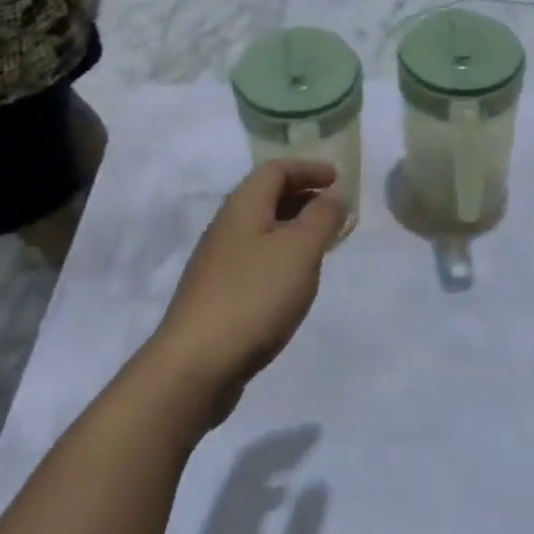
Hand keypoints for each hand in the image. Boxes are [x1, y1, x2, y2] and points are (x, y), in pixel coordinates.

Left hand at [148, 159, 347, 420]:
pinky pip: (256, 257)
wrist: (194, 365)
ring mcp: (218, 261)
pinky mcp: (218, 293)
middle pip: (266, 196)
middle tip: (334, 209)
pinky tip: (294, 280)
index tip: (338, 179)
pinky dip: (281, 255)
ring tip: (321, 243)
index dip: (308, 169)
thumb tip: (334, 194)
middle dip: (303, 196)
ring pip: (261, 228)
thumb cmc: (253, 297)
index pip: (276, 169)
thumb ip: (321, 218)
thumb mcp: (299, 251)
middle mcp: (227, 226)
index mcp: (243, 206)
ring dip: (293, 227)